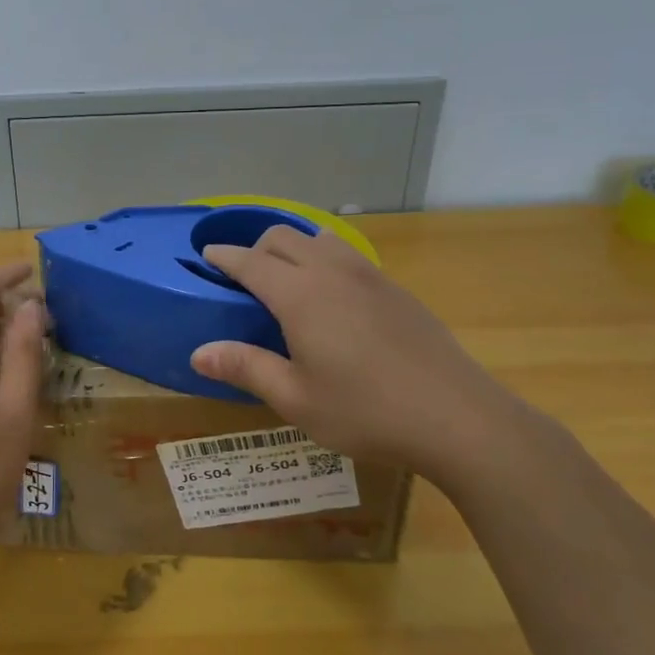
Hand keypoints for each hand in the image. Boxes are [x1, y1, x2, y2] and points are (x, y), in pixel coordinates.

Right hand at [190, 227, 546, 490]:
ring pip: (319, 240)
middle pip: (284, 238)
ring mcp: (369, 277)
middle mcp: (332, 273)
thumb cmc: (365, 411)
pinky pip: (348, 257)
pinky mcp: (396, 290)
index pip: (250, 262)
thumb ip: (245, 368)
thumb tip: (198, 353)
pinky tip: (333, 301)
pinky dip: (324, 262)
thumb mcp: (295, 399)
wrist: (457, 416)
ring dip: (294, 250)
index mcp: (300, 296)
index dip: (224, 256)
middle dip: (256, 248)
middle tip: (243, 280)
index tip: (206, 255)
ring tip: (287, 283)